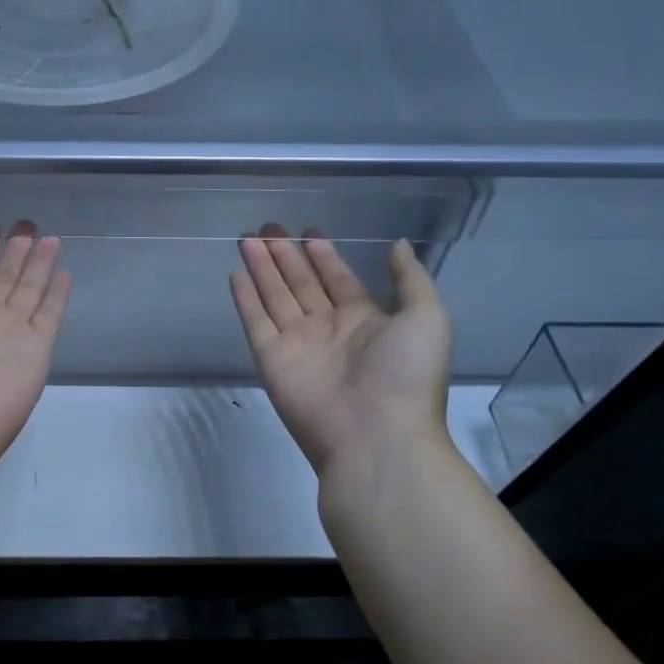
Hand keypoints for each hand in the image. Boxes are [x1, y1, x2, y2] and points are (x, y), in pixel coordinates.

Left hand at [0, 224, 71, 475]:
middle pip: (4, 277)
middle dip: (15, 251)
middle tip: (27, 224)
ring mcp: (11, 333)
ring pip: (29, 290)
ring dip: (39, 265)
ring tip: (49, 239)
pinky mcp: (35, 350)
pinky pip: (49, 316)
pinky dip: (57, 296)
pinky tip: (63, 273)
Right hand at [231, 228, 451, 477]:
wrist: (375, 435)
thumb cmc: (405, 374)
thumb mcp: (426, 319)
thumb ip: (409, 279)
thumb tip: (398, 244)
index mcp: (365, 320)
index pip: (338, 279)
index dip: (323, 256)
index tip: (308, 231)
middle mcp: (327, 328)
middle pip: (301, 284)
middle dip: (286, 255)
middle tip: (268, 228)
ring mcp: (296, 343)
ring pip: (275, 296)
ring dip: (262, 268)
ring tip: (248, 238)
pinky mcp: (270, 358)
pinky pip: (255, 321)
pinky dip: (245, 298)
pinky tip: (236, 273)